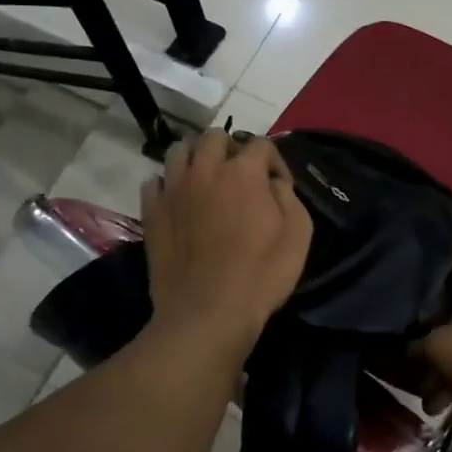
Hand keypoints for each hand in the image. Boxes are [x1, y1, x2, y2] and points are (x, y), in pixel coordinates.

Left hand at [141, 131, 311, 359]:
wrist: (207, 314)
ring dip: (196, 156)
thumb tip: (273, 182)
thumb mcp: (299, 235)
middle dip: (230, 148)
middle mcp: (205, 170)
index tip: (278, 185)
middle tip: (239, 174)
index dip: (274, 161)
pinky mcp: (151, 211)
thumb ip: (289, 196)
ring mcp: (174, 189)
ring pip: (179, 150)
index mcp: (243, 172)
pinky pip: (154, 181)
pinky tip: (179, 201)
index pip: (261, 144)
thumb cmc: (261, 276)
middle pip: (214, 137)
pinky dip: (168, 184)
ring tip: (205, 178)